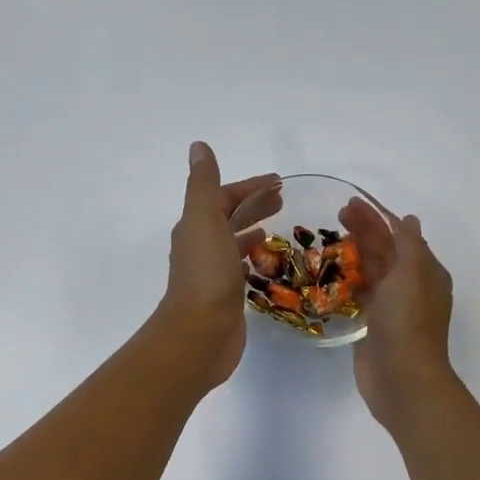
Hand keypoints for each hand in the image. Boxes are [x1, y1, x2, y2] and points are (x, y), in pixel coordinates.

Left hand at [156, 143, 279, 389]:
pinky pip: (239, 269)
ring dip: (252, 231)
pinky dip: (252, 259)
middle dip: (253, 205)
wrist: (200, 334)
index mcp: (195, 227)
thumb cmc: (206, 274)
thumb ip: (203, 184)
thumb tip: (198, 146)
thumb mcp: (204, 220)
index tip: (279, 182)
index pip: (222, 197)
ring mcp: (212, 274)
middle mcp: (200, 247)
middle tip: (283, 200)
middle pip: (228, 218)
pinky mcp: (225, 297)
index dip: (249, 187)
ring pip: (233, 243)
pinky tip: (266, 262)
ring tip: (277, 227)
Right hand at [341, 198, 456, 430]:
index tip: (351, 203)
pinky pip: (361, 295)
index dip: (377, 217)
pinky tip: (332, 273)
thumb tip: (409, 220)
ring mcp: (392, 307)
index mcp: (425, 272)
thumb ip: (409, 245)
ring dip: (354, 254)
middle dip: (363, 231)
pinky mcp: (373, 325)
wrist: (402, 378)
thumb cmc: (407, 322)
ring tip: (329, 238)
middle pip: (385, 250)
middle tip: (335, 214)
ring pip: (372, 272)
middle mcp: (410, 286)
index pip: (400, 235)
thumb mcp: (412, 274)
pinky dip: (349, 281)